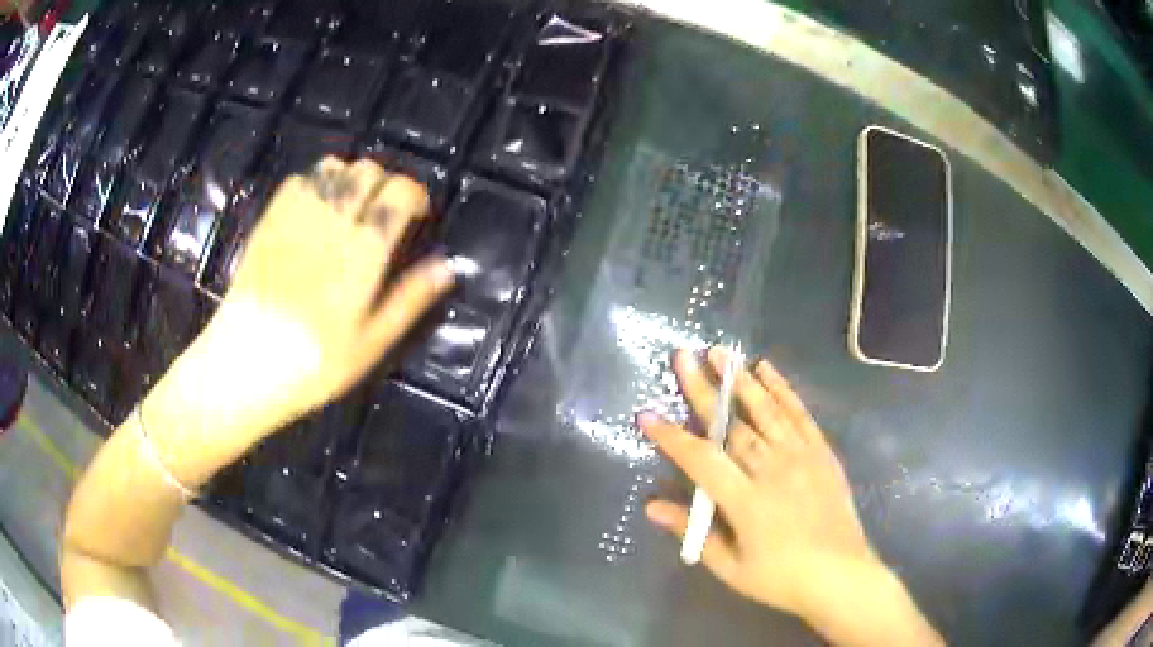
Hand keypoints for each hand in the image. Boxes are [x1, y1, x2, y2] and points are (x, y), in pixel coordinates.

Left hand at [145, 158, 453, 477]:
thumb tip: (447, 267)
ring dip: (350, 177)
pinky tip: (315, 209)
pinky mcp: (267, 223)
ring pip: (332, 168)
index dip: (414, 194)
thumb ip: (408, 301)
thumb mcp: (369, 346)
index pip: (397, 195)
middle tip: (384, 211)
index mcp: (360, 256)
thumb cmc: (313, 367)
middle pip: (366, 172)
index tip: (418, 212)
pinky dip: (314, 183)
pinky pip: (296, 181)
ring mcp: (294, 220)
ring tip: (351, 206)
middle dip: (385, 182)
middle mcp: (329, 226)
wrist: (242, 368)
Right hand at [641, 348, 941, 644]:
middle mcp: (772, 470)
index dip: (671, 437)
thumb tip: (652, 507)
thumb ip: (694, 532)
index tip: (647, 416)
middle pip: (732, 425)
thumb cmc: (780, 578)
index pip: (701, 460)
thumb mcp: (730, 567)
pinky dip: (782, 390)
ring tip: (720, 353)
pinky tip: (766, 370)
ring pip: (765, 411)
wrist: (839, 575)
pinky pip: (799, 415)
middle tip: (683, 357)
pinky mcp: (821, 453)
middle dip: (703, 390)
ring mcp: (801, 457)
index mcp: (746, 501)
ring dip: (740, 380)